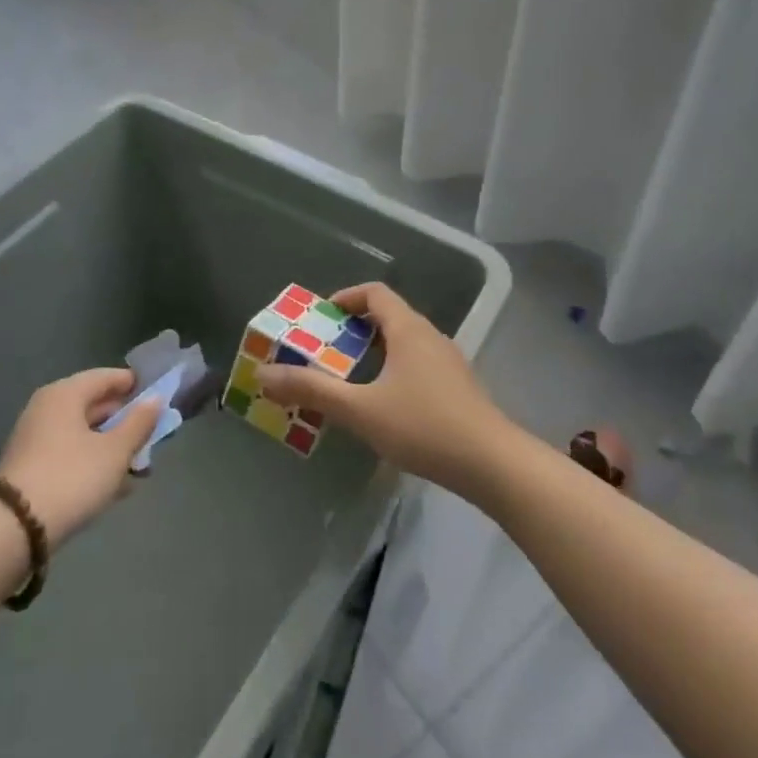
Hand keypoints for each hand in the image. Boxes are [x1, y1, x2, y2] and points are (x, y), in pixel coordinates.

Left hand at [0, 369, 157, 544]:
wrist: (14, 529)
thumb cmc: (72, 477)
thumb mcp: (116, 451)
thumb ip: (139, 423)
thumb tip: (155, 400)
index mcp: (65, 394)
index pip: (107, 377)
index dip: (135, 386)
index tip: (159, 399)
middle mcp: (47, 408)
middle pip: (95, 405)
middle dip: (126, 422)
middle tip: (153, 438)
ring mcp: (36, 438)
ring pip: (84, 433)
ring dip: (113, 447)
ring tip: (139, 467)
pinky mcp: (31, 467)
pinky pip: (71, 454)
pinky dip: (94, 462)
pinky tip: (115, 486)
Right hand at [254, 283, 516, 499]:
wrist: (492, 464)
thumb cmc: (423, 427)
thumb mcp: (360, 409)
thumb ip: (312, 390)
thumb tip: (264, 375)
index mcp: (408, 330)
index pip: (375, 293)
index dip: (346, 298)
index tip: (320, 317)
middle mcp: (430, 336)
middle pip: (389, 316)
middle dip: (354, 329)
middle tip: (325, 351)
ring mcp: (448, 362)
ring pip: (405, 342)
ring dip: (374, 351)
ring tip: (348, 378)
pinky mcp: (458, 387)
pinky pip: (418, 364)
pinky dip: (393, 370)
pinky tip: (383, 404)